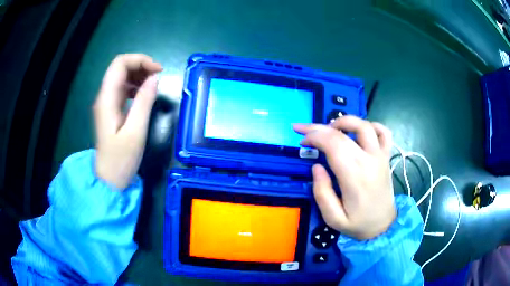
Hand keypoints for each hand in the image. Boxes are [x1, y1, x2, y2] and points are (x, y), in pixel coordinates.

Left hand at [93, 54, 162, 188]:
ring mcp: (106, 103)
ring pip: (121, 76)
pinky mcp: (110, 110)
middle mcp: (104, 97)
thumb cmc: (121, 160)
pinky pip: (122, 89)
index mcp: (107, 99)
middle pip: (120, 67)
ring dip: (138, 75)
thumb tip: (155, 78)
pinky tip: (144, 94)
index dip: (140, 60)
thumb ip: (144, 102)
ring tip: (154, 85)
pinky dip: (135, 86)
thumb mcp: (135, 132)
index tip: (158, 71)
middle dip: (140, 66)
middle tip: (158, 77)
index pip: (119, 64)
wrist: (109, 179)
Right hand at [294, 116, 395, 239]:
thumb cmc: (358, 223)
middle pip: (343, 133)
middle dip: (319, 127)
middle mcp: (369, 161)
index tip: (302, 141)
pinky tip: (360, 130)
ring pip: (364, 126)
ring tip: (330, 128)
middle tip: (304, 130)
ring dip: (345, 121)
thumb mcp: (333, 219)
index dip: (314, 137)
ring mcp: (380, 156)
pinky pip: (384, 132)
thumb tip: (316, 166)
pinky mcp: (386, 157)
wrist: (383, 225)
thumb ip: (322, 193)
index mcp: (354, 176)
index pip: (333, 144)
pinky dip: (372, 125)